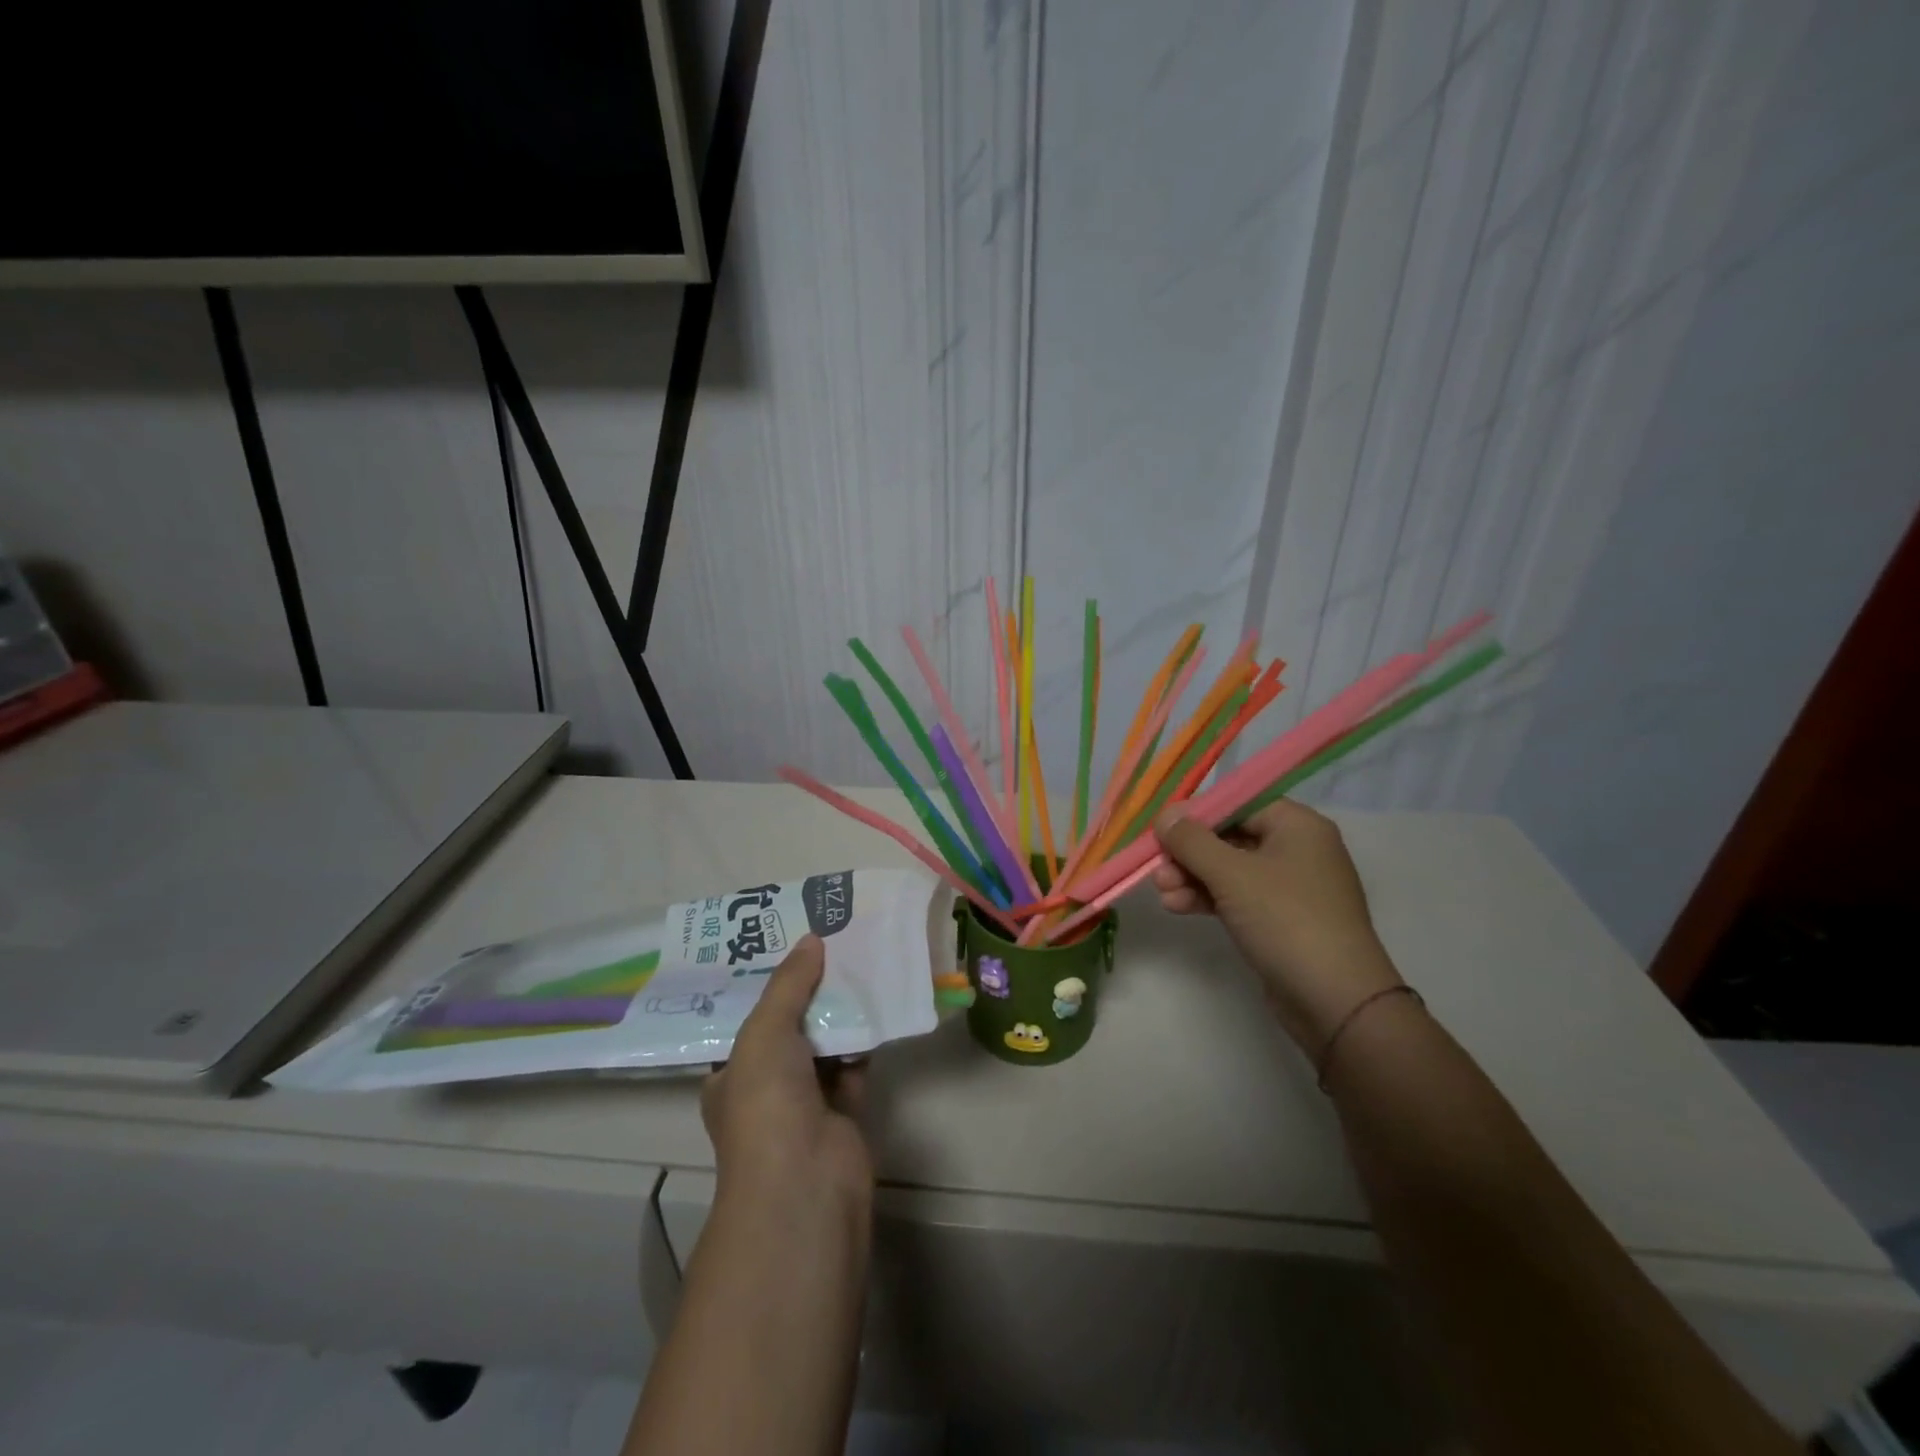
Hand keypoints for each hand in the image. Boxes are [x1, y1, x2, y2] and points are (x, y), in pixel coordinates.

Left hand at [701, 935, 872, 1213]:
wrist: (805, 1183)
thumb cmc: (766, 1104)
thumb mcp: (764, 1032)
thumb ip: (788, 984)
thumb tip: (811, 938)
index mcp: (731, 1076)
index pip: (748, 1022)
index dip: (769, 986)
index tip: (793, 947)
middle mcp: (766, 1089)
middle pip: (791, 1029)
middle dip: (810, 993)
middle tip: (833, 945)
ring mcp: (806, 1104)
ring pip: (826, 1045)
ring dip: (841, 1012)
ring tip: (860, 961)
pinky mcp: (845, 1112)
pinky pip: (855, 1064)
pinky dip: (865, 1039)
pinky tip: (879, 1002)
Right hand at [1153, 800, 1403, 1052]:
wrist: (1335, 1001)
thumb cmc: (1286, 920)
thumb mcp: (1232, 874)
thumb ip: (1192, 841)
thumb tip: (1165, 814)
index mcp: (1297, 825)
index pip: (1238, 803)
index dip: (1197, 814)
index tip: (1160, 829)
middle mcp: (1297, 849)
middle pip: (1230, 837)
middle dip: (1189, 853)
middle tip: (1156, 868)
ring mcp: (1290, 887)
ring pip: (1229, 870)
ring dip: (1192, 878)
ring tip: (1162, 893)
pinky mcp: (1280, 919)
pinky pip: (1237, 897)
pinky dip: (1208, 899)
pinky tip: (1177, 907)